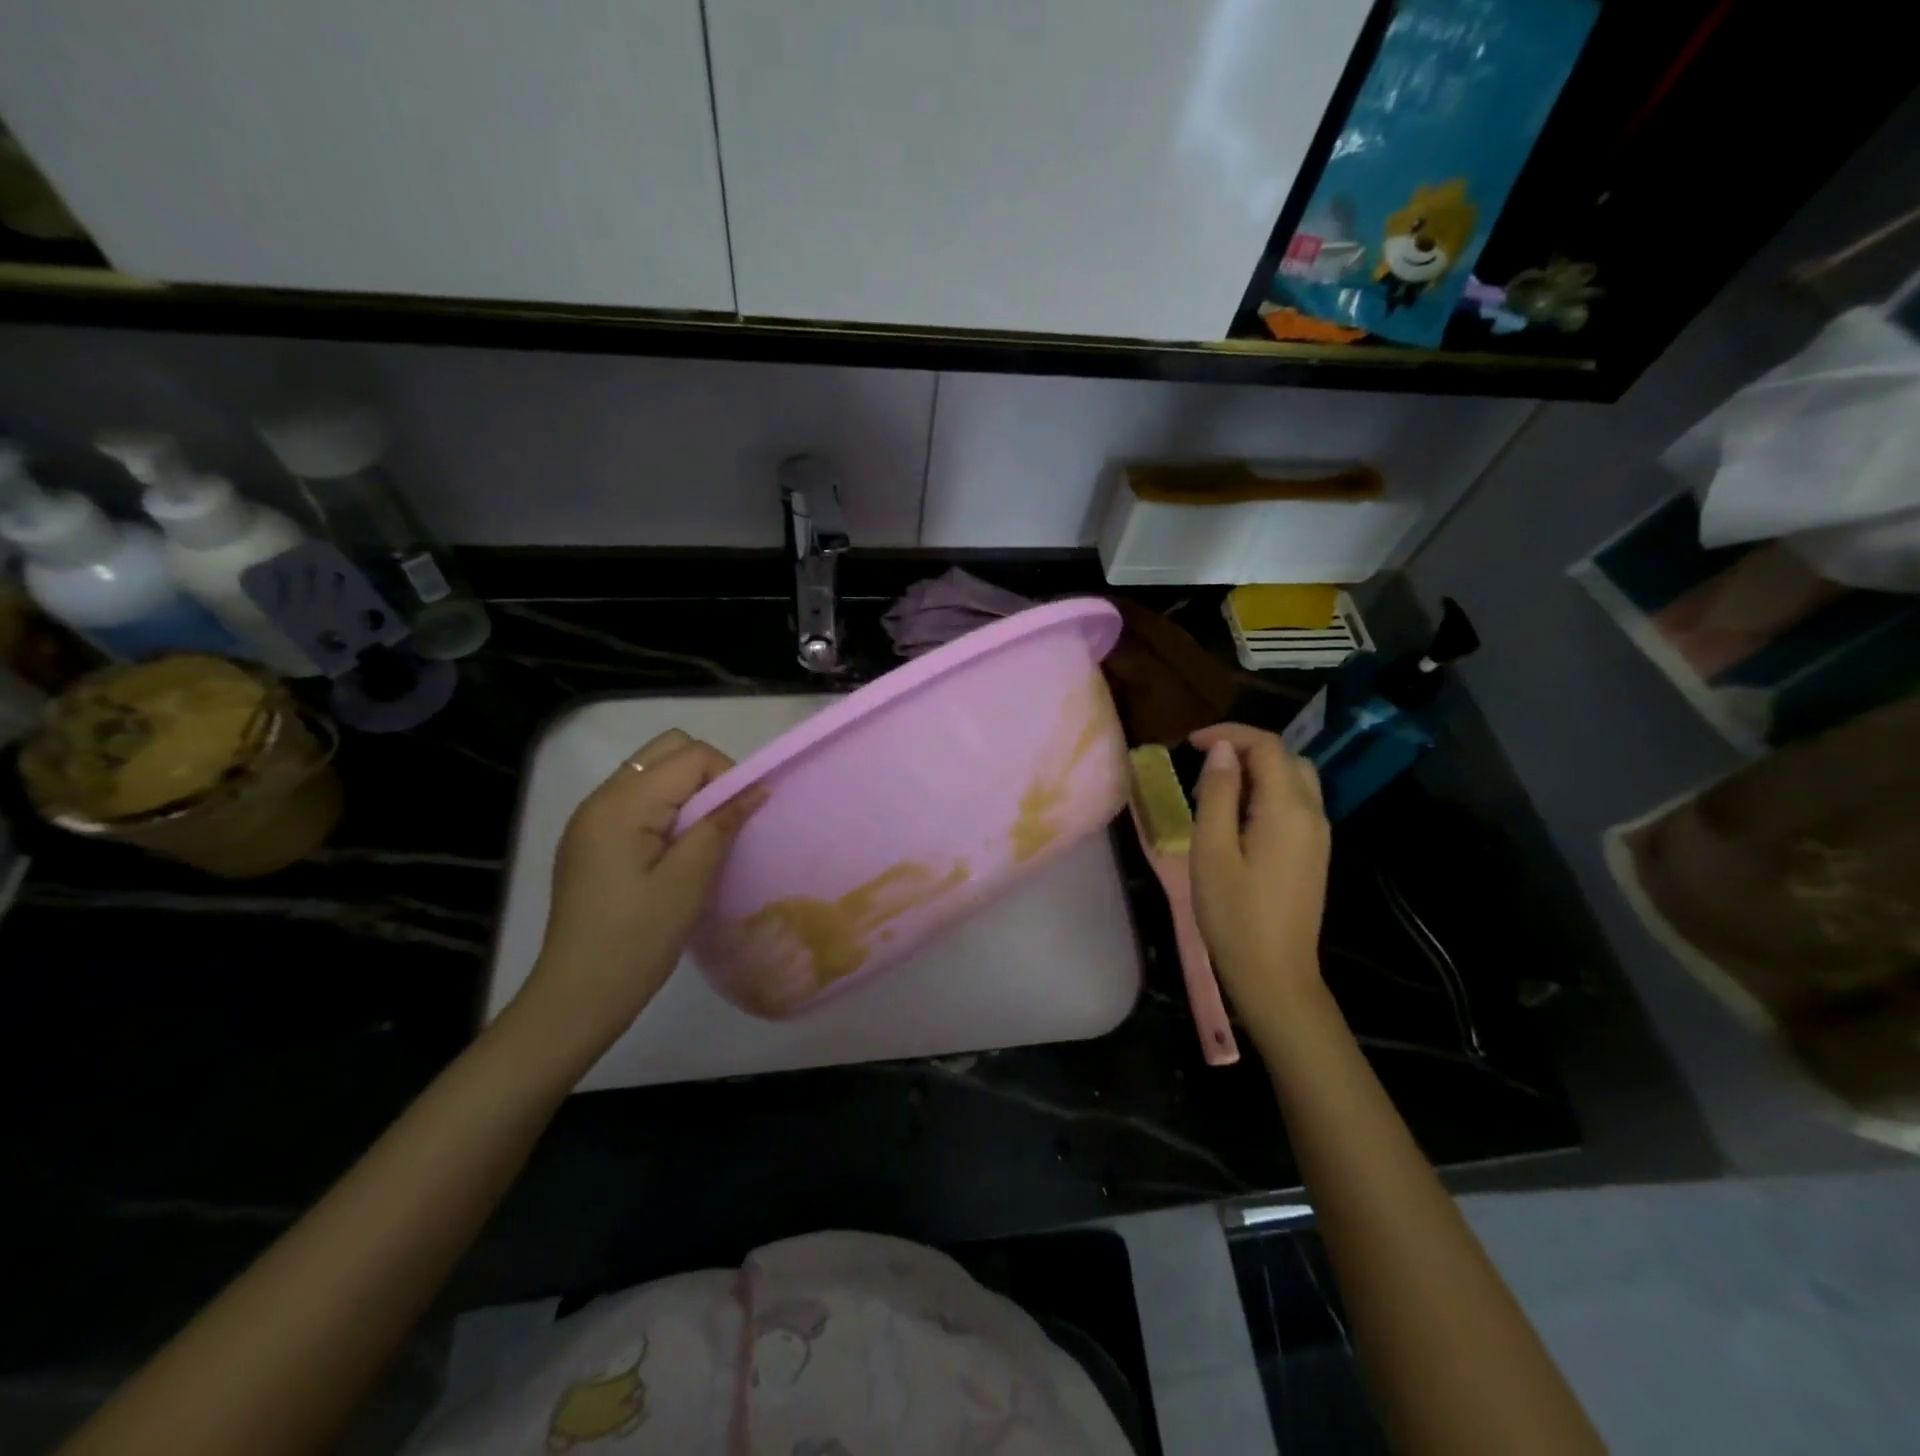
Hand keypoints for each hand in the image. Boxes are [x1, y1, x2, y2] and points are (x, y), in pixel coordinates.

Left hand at [506, 730, 762, 1067]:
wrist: (576, 996)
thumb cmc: (636, 940)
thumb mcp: (688, 882)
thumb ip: (721, 825)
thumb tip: (757, 787)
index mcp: (622, 804)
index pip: (690, 755)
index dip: (726, 777)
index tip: (738, 820)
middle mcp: (601, 798)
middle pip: (667, 751)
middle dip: (707, 775)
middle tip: (721, 823)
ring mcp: (592, 818)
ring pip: (653, 773)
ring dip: (687, 793)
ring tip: (699, 841)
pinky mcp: (591, 839)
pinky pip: (638, 800)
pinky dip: (666, 810)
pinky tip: (673, 853)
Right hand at [1189, 723, 1331, 1035]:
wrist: (1274, 974)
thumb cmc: (1234, 914)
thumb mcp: (1211, 849)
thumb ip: (1217, 793)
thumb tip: (1222, 750)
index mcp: (1288, 809)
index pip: (1267, 746)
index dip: (1229, 734)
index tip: (1190, 742)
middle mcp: (1312, 814)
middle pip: (1286, 757)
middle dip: (1244, 749)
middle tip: (1202, 768)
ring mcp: (1318, 835)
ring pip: (1294, 779)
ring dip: (1257, 771)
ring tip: (1215, 793)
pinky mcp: (1314, 852)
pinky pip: (1296, 803)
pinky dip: (1267, 793)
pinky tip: (1237, 819)